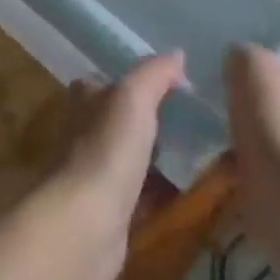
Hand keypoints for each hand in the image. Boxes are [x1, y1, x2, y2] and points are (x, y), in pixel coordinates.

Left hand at [45, 52, 187, 279]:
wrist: (86, 224)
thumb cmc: (108, 148)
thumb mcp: (134, 97)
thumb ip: (155, 73)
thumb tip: (177, 54)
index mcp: (84, 102)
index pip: (101, 82)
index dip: (128, 80)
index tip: (166, 85)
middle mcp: (83, 135)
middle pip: (115, 121)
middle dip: (144, 120)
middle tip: (189, 119)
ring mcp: (94, 176)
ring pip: (128, 158)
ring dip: (153, 156)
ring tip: (195, 152)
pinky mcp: (109, 213)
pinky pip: (139, 195)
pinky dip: (158, 193)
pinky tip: (185, 191)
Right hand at [226, 45, 279, 179]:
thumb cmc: (277, 115)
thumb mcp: (251, 63)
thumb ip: (244, 54)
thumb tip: (238, 61)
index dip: (271, 68)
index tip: (245, 76)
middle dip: (261, 107)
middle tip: (231, 105)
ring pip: (278, 137)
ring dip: (254, 139)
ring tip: (222, 136)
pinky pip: (271, 169)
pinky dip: (250, 167)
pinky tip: (225, 165)